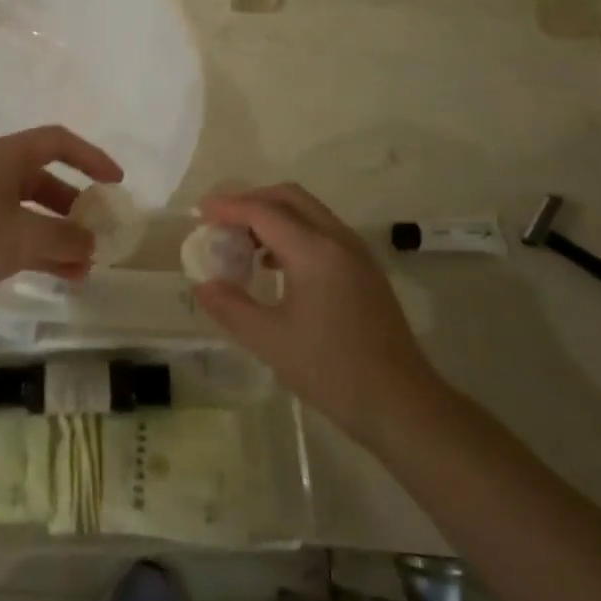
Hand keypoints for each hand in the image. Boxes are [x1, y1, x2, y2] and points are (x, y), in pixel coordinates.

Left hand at [0, 125, 123, 322]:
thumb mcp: (22, 235)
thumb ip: (64, 238)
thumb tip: (92, 245)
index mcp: (5, 158)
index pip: (57, 142)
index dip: (90, 157)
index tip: (116, 181)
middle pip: (49, 182)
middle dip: (78, 207)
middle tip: (103, 230)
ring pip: (38, 216)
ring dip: (65, 237)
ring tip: (91, 264)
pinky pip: (24, 241)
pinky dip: (47, 255)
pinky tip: (71, 277)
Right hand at [193, 183, 444, 445]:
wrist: (401, 403)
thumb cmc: (331, 371)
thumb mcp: (269, 341)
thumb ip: (230, 307)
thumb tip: (202, 284)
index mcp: (315, 251)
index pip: (263, 212)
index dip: (228, 207)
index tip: (199, 211)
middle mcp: (338, 240)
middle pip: (289, 198)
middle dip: (251, 201)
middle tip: (220, 221)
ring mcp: (356, 253)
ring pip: (308, 212)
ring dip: (273, 215)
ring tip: (242, 243)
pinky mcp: (364, 269)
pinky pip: (322, 231)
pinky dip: (293, 232)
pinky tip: (274, 265)